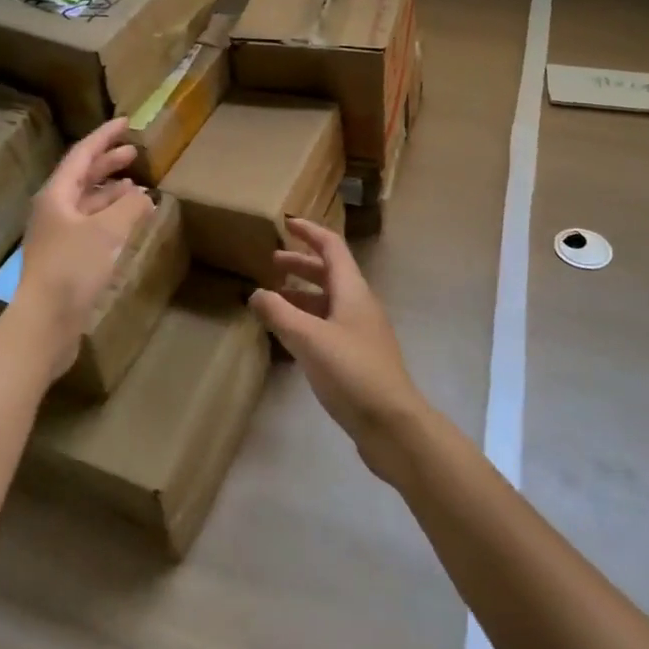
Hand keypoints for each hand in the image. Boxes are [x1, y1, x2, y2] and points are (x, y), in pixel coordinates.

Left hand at [14, 119, 153, 382]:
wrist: (45, 322)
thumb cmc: (72, 268)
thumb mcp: (107, 231)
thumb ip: (129, 207)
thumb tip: (144, 196)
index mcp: (56, 195)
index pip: (82, 154)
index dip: (104, 137)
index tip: (125, 122)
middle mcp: (53, 209)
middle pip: (82, 177)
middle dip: (108, 162)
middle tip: (135, 153)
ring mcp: (58, 235)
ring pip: (87, 202)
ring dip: (111, 192)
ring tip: (137, 188)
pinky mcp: (65, 258)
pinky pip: (91, 225)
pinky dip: (111, 217)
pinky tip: (128, 223)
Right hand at [251, 217, 431, 483]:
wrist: (393, 425)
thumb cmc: (352, 372)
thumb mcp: (308, 339)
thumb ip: (279, 313)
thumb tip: (255, 293)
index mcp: (352, 291)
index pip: (331, 247)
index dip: (310, 232)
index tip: (287, 223)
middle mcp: (359, 305)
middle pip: (330, 273)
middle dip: (301, 264)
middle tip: (272, 262)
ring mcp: (361, 332)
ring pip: (329, 301)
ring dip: (303, 293)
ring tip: (274, 298)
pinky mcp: (359, 357)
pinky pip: (329, 325)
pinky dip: (308, 320)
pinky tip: (291, 335)